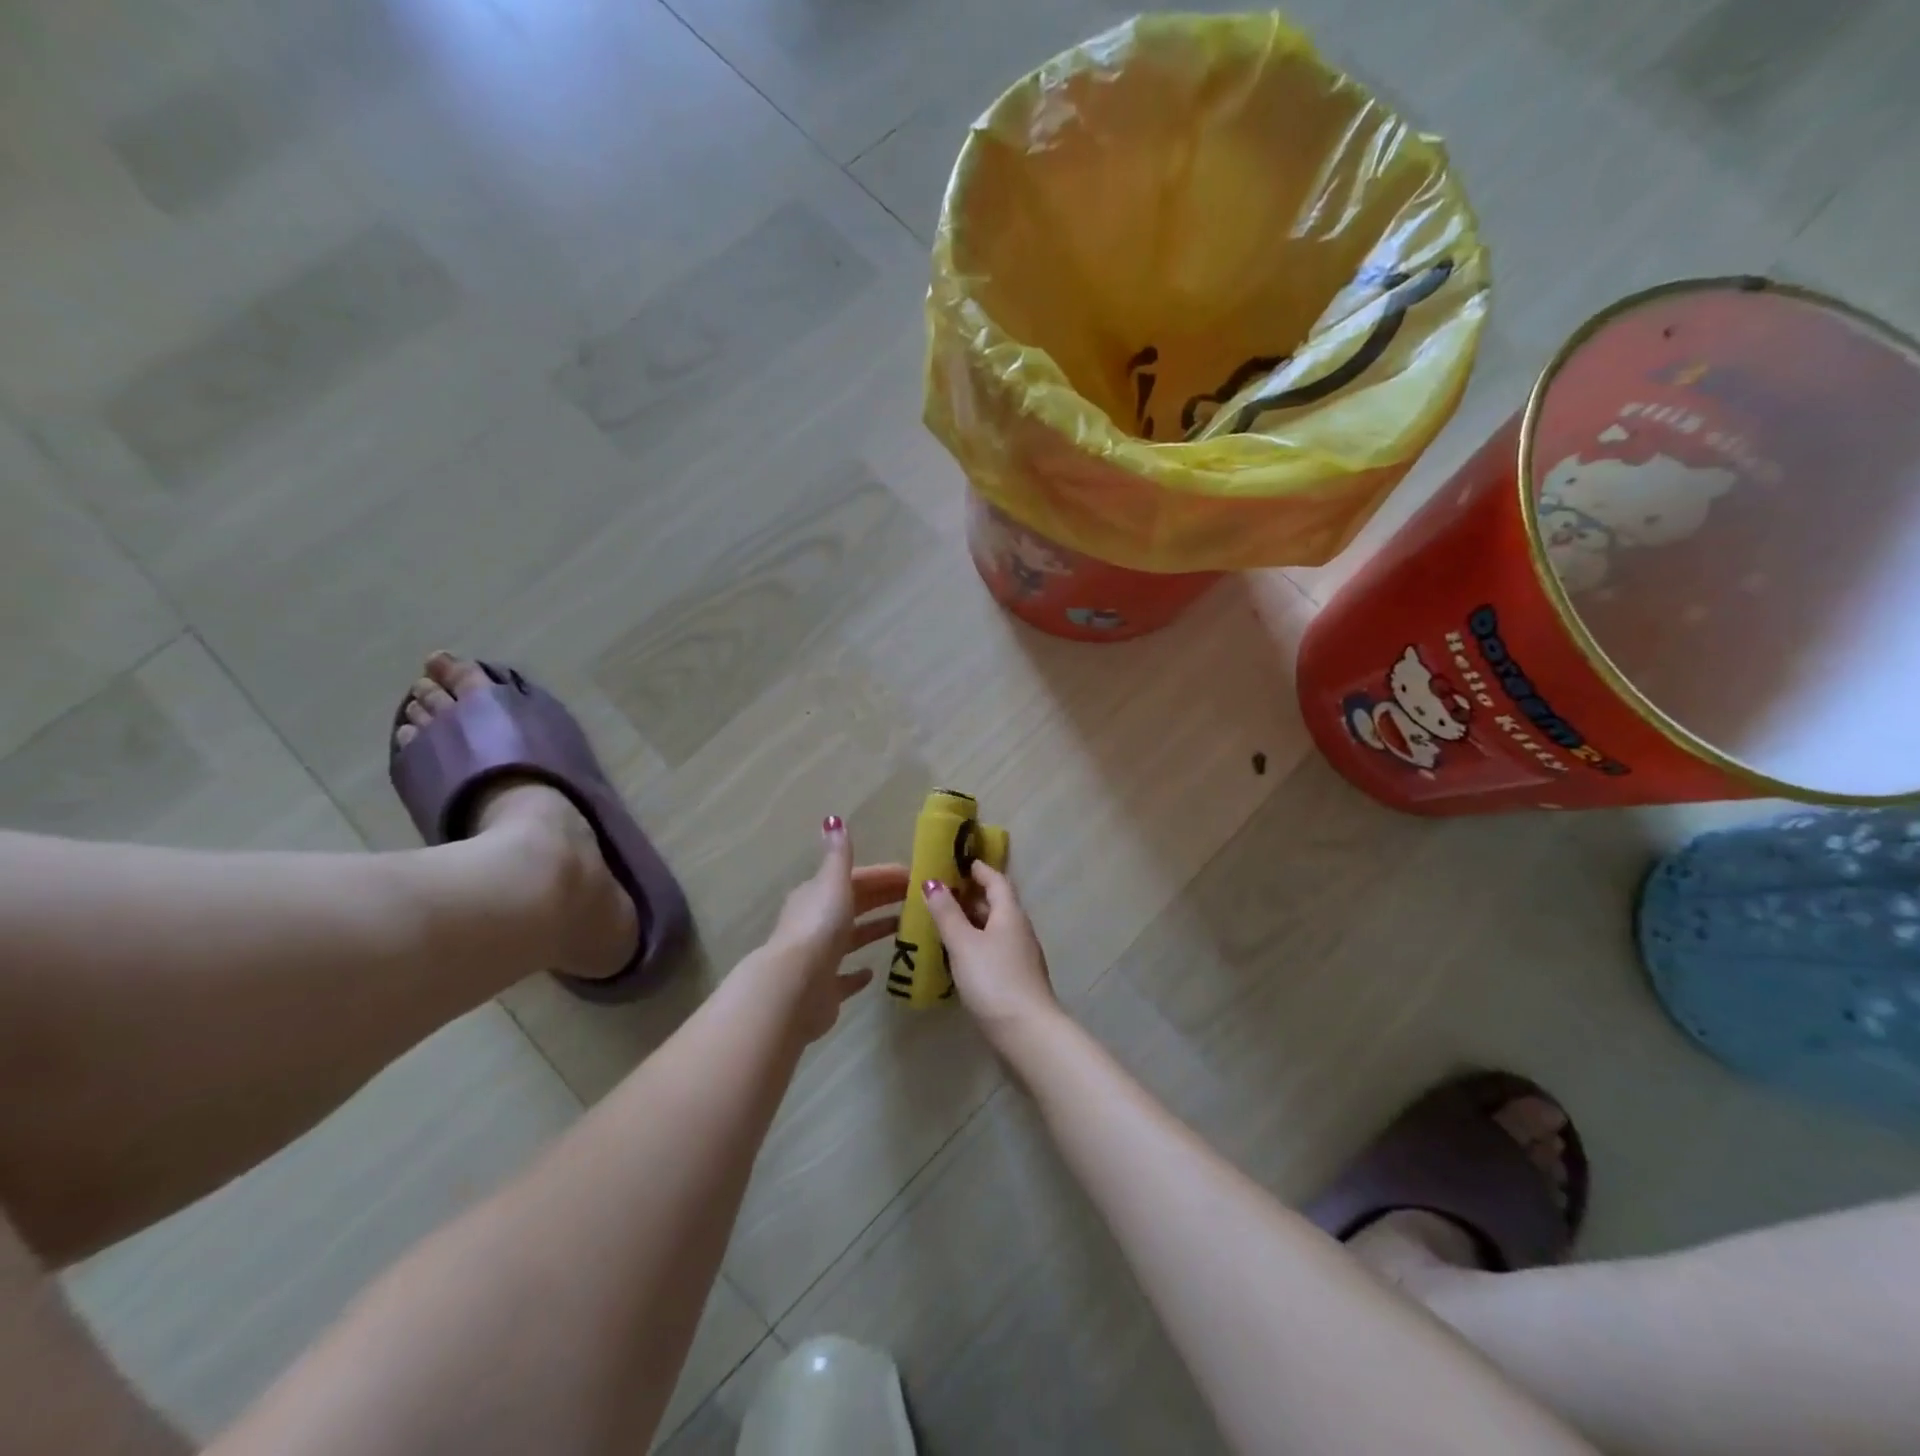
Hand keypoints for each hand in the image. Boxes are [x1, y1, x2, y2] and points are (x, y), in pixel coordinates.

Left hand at [764, 817, 908, 1043]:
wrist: (795, 986)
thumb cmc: (819, 927)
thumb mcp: (833, 882)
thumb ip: (839, 855)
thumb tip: (833, 818)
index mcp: (818, 895)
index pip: (856, 879)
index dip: (884, 875)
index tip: (914, 876)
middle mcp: (815, 922)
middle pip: (855, 905)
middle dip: (884, 898)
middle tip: (920, 899)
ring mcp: (819, 957)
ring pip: (852, 938)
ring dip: (875, 930)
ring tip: (907, 929)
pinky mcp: (823, 989)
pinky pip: (844, 977)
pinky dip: (858, 973)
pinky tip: (875, 971)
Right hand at [922, 861, 1059, 1048]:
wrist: (1026, 1032)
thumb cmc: (993, 979)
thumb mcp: (963, 943)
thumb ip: (947, 913)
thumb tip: (933, 882)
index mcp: (1010, 914)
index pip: (996, 880)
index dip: (978, 869)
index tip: (958, 862)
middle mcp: (1019, 930)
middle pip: (996, 903)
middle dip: (971, 895)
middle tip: (942, 892)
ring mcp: (1021, 956)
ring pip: (995, 928)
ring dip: (972, 921)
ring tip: (944, 922)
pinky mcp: (1017, 979)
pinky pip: (994, 950)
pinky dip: (976, 944)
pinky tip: (958, 956)